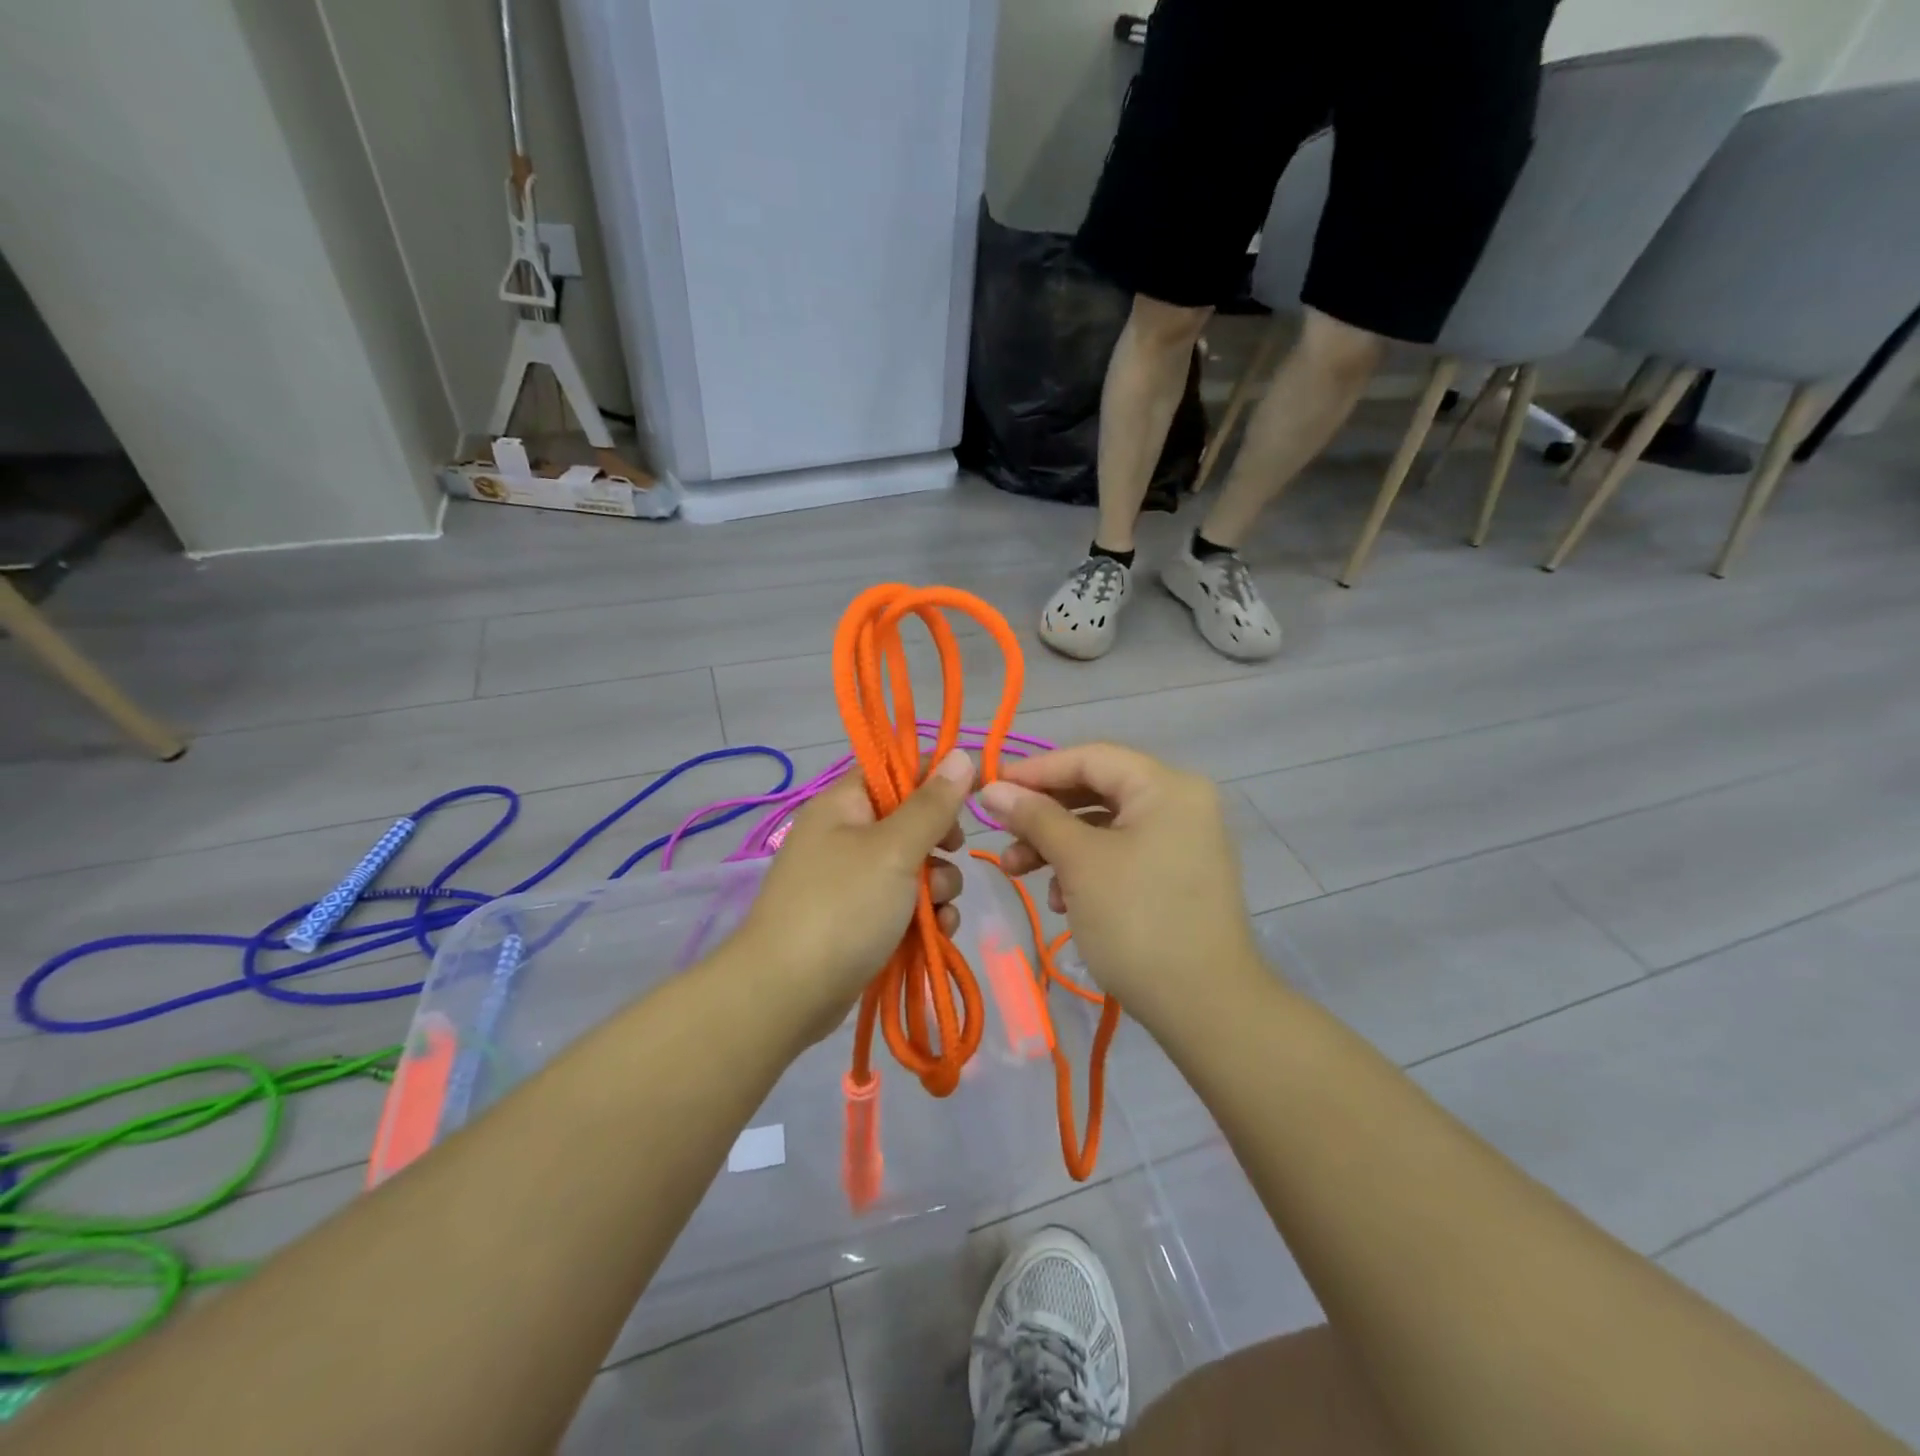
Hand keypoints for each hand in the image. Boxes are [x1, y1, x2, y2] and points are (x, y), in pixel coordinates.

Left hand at [732, 748, 973, 1035]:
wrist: (787, 994)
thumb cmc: (843, 907)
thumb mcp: (895, 849)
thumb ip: (933, 805)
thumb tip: (961, 754)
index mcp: (843, 804)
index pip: (894, 769)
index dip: (935, 775)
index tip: (974, 791)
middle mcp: (844, 835)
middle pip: (909, 820)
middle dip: (939, 842)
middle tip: (950, 853)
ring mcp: (850, 881)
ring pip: (912, 867)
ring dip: (937, 885)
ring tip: (937, 910)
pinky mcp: (858, 920)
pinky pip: (902, 904)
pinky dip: (922, 915)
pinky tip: (936, 933)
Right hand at [977, 743, 1262, 1029]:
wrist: (1206, 1008)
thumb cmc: (1138, 921)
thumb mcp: (1079, 862)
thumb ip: (1034, 817)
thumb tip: (991, 789)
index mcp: (1166, 786)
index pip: (1090, 757)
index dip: (1036, 770)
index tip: (990, 789)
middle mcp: (1180, 803)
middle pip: (1097, 790)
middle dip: (1043, 814)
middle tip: (1001, 834)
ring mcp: (1182, 841)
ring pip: (1104, 826)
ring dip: (1057, 845)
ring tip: (1017, 872)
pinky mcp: (1176, 876)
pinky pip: (1121, 854)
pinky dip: (1085, 868)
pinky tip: (1059, 901)